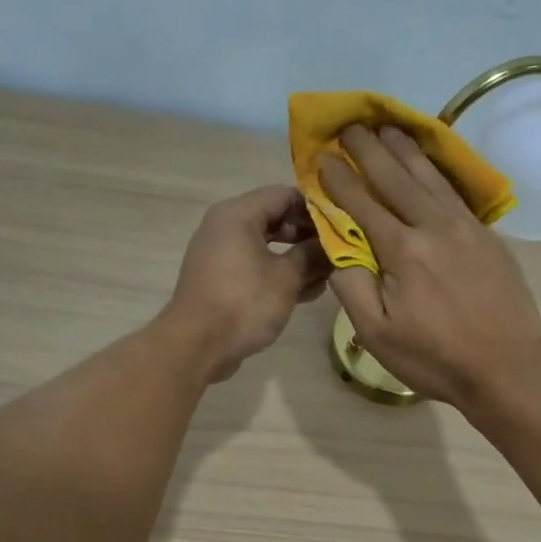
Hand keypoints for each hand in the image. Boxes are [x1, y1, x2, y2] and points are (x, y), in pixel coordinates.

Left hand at [164, 185, 329, 381]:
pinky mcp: (222, 280)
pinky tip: (308, 292)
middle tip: (340, 252)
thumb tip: (333, 246)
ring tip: (330, 276)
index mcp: (238, 214)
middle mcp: (226, 227)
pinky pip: (256, 267)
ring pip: (268, 247)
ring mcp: (221, 255)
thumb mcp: (287, 278)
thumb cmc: (244, 303)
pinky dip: (279, 275)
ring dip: (298, 259)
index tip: (343, 226)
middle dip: (309, 236)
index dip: (316, 208)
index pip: (285, 194)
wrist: (197, 346)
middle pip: (276, 219)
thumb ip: (313, 255)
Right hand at [319, 126, 540, 409]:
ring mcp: (466, 228)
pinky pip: (456, 192)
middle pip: (397, 178)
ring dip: (406, 150)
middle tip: (351, 126)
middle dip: (370, 149)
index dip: (340, 179)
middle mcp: (434, 227)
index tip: (323, 157)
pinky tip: (430, 164)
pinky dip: (438, 171)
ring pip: (430, 178)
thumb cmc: (435, 358)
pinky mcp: (488, 236)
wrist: (507, 368)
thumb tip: (336, 249)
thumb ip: (351, 287)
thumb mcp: (377, 334)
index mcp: (403, 251)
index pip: (363, 203)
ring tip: (388, 128)